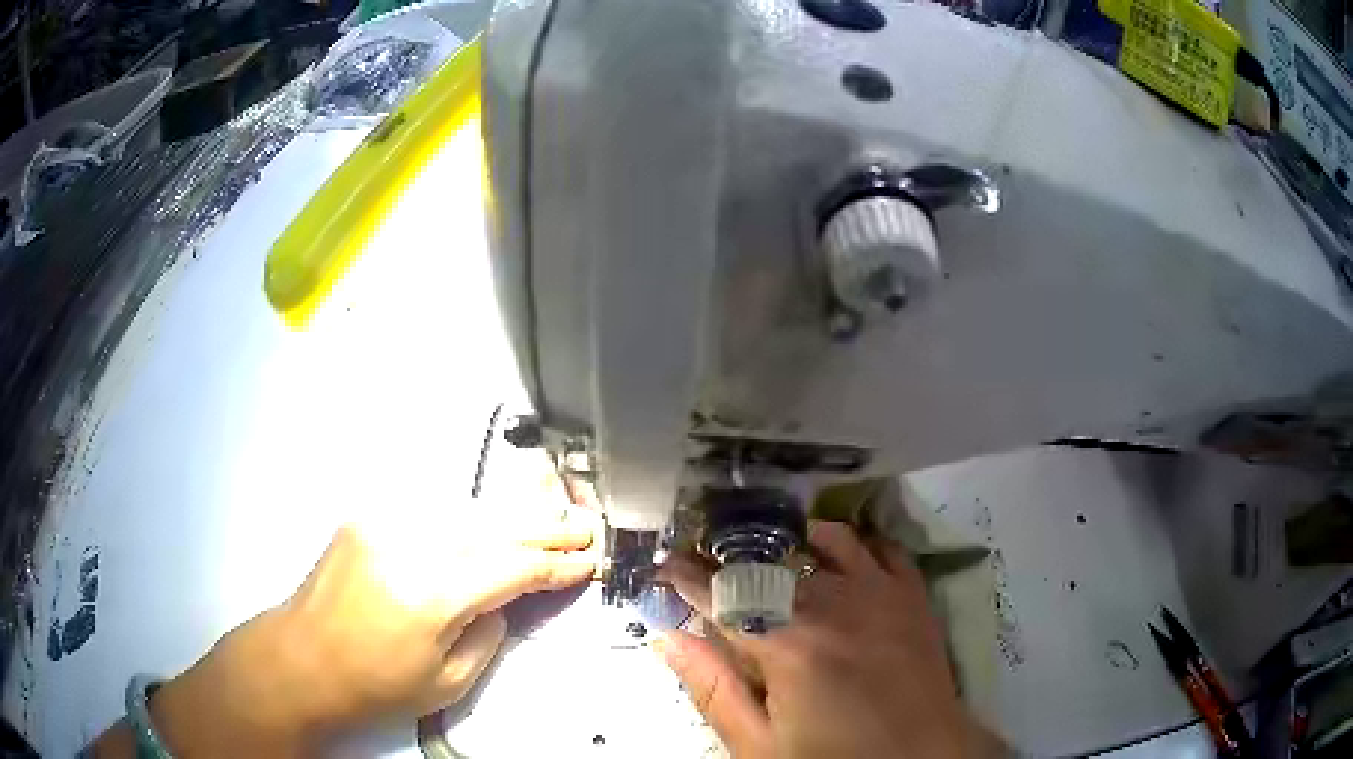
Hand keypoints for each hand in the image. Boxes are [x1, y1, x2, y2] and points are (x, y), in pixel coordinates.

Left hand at [139, 508, 597, 756]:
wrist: (301, 659)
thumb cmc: (374, 685)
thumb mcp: (448, 681)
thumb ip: (489, 632)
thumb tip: (505, 598)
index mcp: (430, 594)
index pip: (511, 567)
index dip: (555, 564)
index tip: (589, 561)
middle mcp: (408, 545)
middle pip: (492, 526)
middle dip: (543, 526)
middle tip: (583, 525)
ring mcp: (382, 522)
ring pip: (463, 509)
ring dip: (509, 515)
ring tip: (548, 516)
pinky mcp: (365, 517)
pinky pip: (430, 511)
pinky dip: (467, 516)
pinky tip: (488, 521)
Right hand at [657, 520, 992, 757]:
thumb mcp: (760, 746)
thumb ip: (712, 690)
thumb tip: (668, 639)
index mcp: (788, 645)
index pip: (722, 595)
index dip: (685, 577)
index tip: (662, 568)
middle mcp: (833, 604)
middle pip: (769, 560)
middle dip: (728, 557)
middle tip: (707, 564)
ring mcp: (879, 592)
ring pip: (824, 538)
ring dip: (788, 540)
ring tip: (767, 555)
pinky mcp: (911, 595)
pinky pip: (880, 546)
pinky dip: (852, 542)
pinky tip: (835, 555)